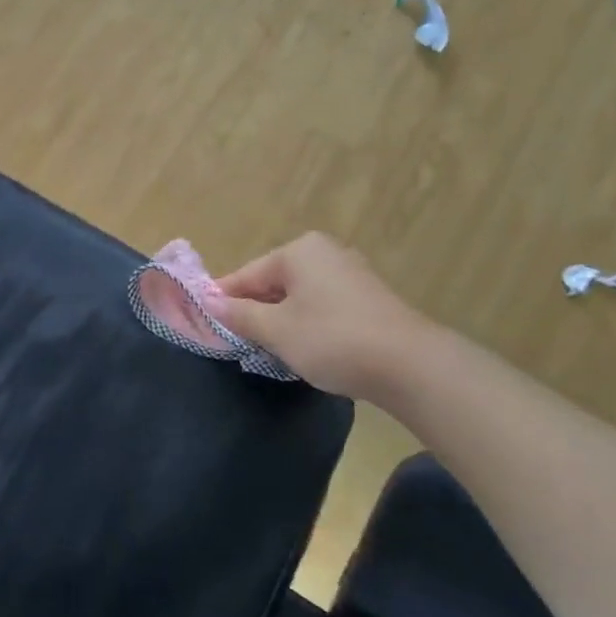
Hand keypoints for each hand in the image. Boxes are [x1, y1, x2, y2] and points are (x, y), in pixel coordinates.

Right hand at [211, 232, 423, 400]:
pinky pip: (323, 306)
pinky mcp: (369, 298)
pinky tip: (306, 348)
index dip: (224, 300)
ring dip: (281, 320)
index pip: (247, 274)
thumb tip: (210, 302)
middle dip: (255, 311)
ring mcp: (351, 273)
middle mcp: (325, 252)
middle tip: (238, 342)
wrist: (410, 365)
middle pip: (274, 282)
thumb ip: (240, 315)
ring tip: (269, 349)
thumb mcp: (277, 330)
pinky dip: (308, 324)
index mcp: (299, 251)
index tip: (205, 323)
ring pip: (299, 296)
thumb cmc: (332, 339)